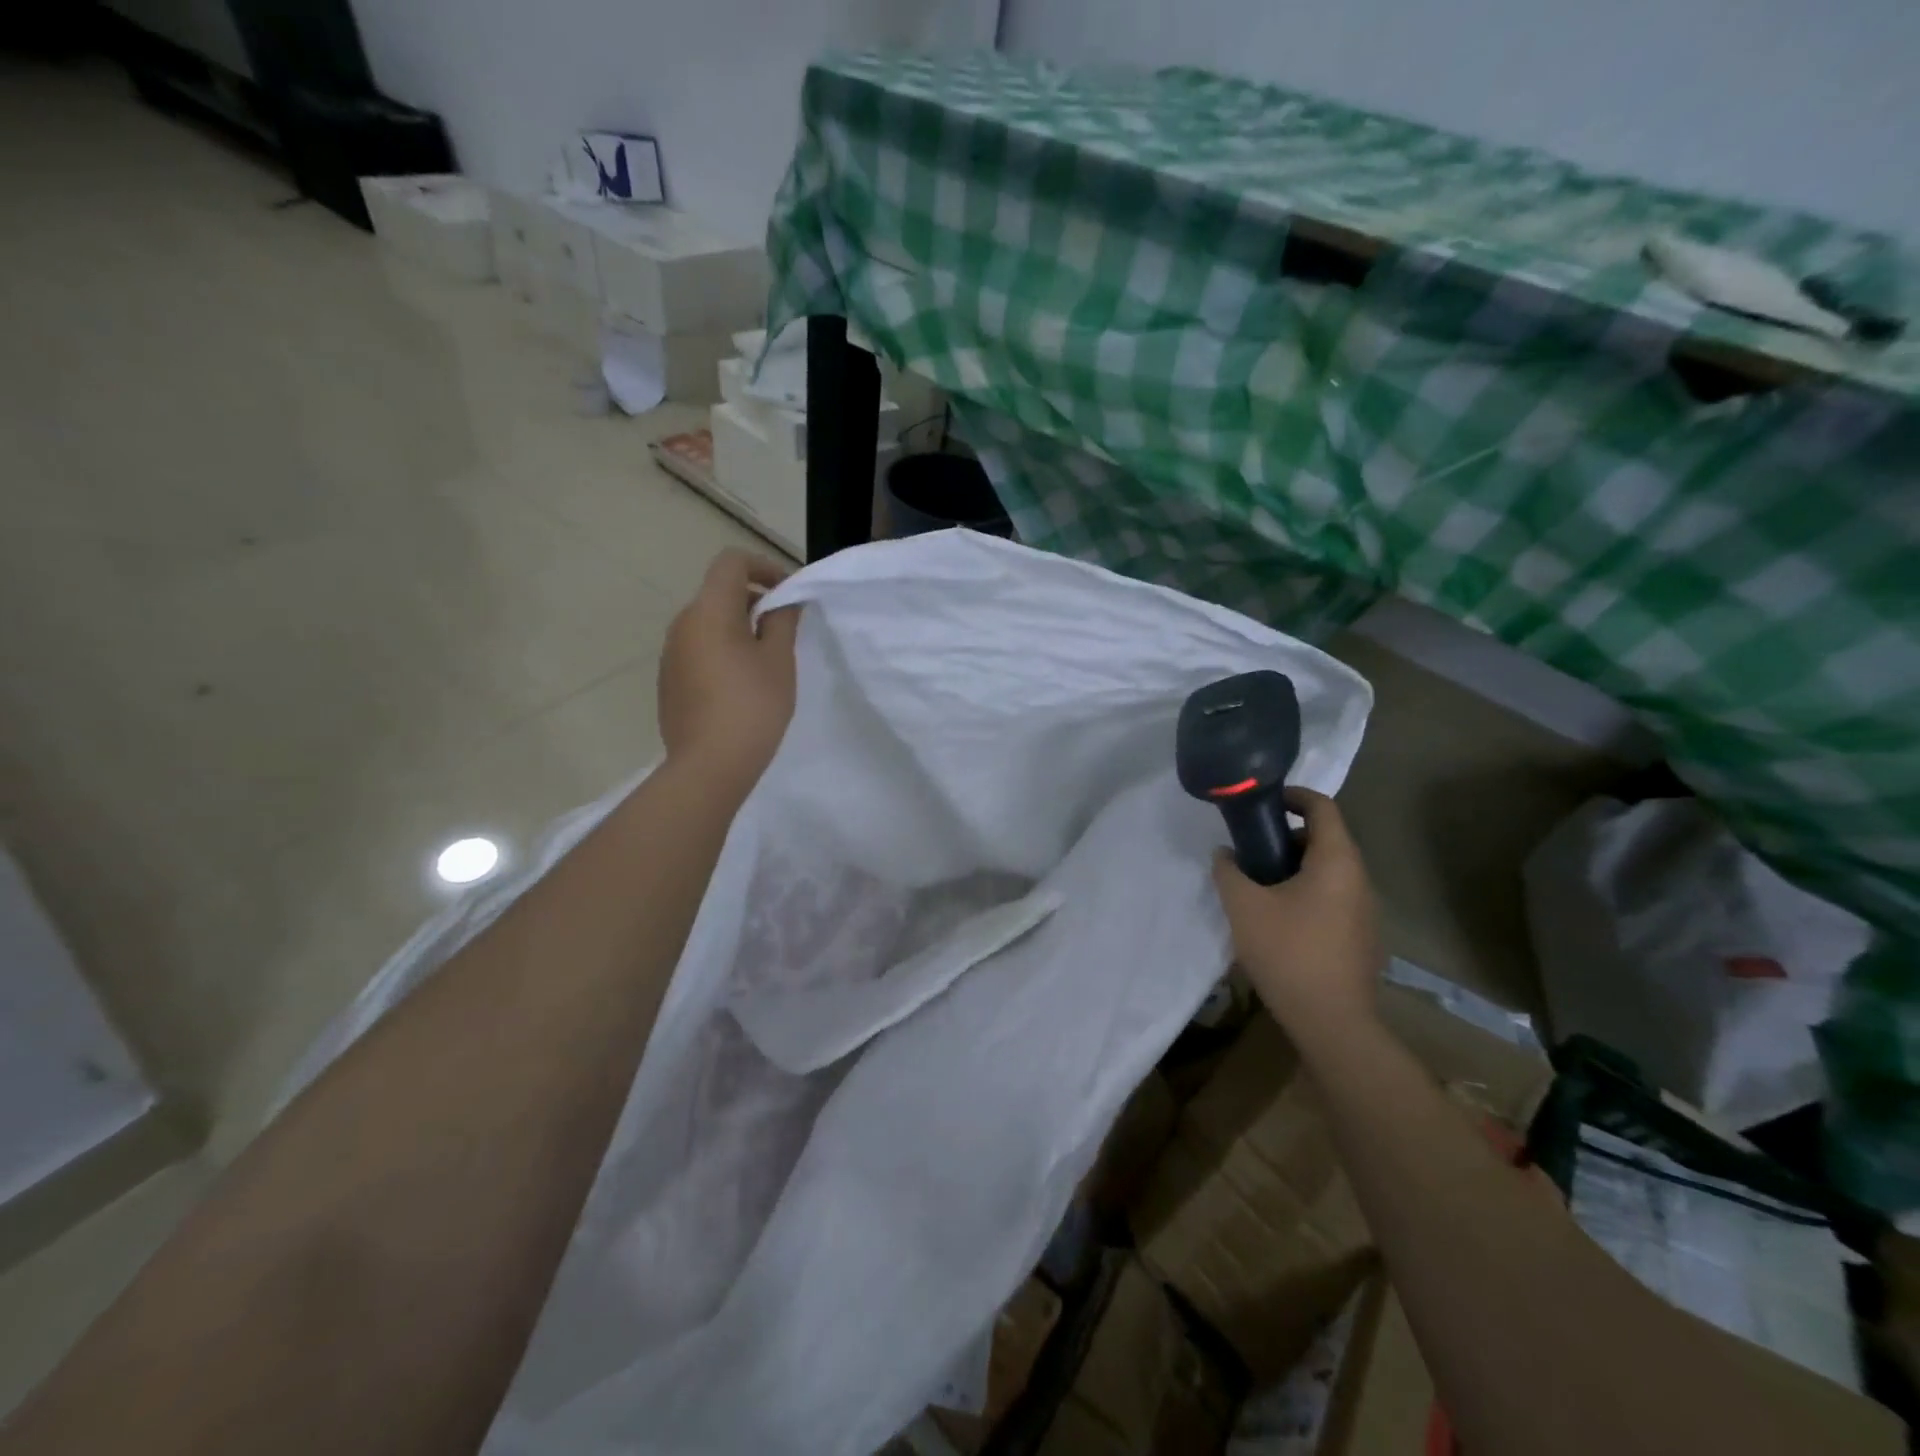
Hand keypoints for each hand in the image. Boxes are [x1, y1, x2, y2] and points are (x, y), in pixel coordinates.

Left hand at [658, 550, 800, 795]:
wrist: (709, 765)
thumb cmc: (752, 706)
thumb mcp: (779, 660)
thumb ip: (782, 620)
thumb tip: (781, 601)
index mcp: (709, 611)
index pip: (732, 563)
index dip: (763, 566)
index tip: (787, 592)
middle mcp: (682, 624)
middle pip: (718, 592)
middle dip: (753, 600)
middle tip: (784, 629)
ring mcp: (671, 654)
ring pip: (707, 623)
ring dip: (737, 627)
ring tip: (765, 660)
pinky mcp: (669, 681)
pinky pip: (698, 650)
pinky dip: (721, 651)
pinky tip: (740, 686)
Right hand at [1212, 788, 1383, 1037]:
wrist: (1332, 1022)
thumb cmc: (1288, 952)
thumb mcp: (1244, 906)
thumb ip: (1228, 871)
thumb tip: (1225, 854)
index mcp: (1337, 861)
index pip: (1322, 807)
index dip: (1293, 795)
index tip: (1263, 802)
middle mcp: (1359, 878)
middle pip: (1325, 838)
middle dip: (1285, 836)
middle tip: (1250, 849)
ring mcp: (1365, 910)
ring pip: (1328, 870)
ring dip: (1294, 867)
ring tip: (1258, 885)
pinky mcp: (1362, 936)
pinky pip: (1333, 897)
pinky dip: (1306, 891)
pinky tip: (1279, 919)